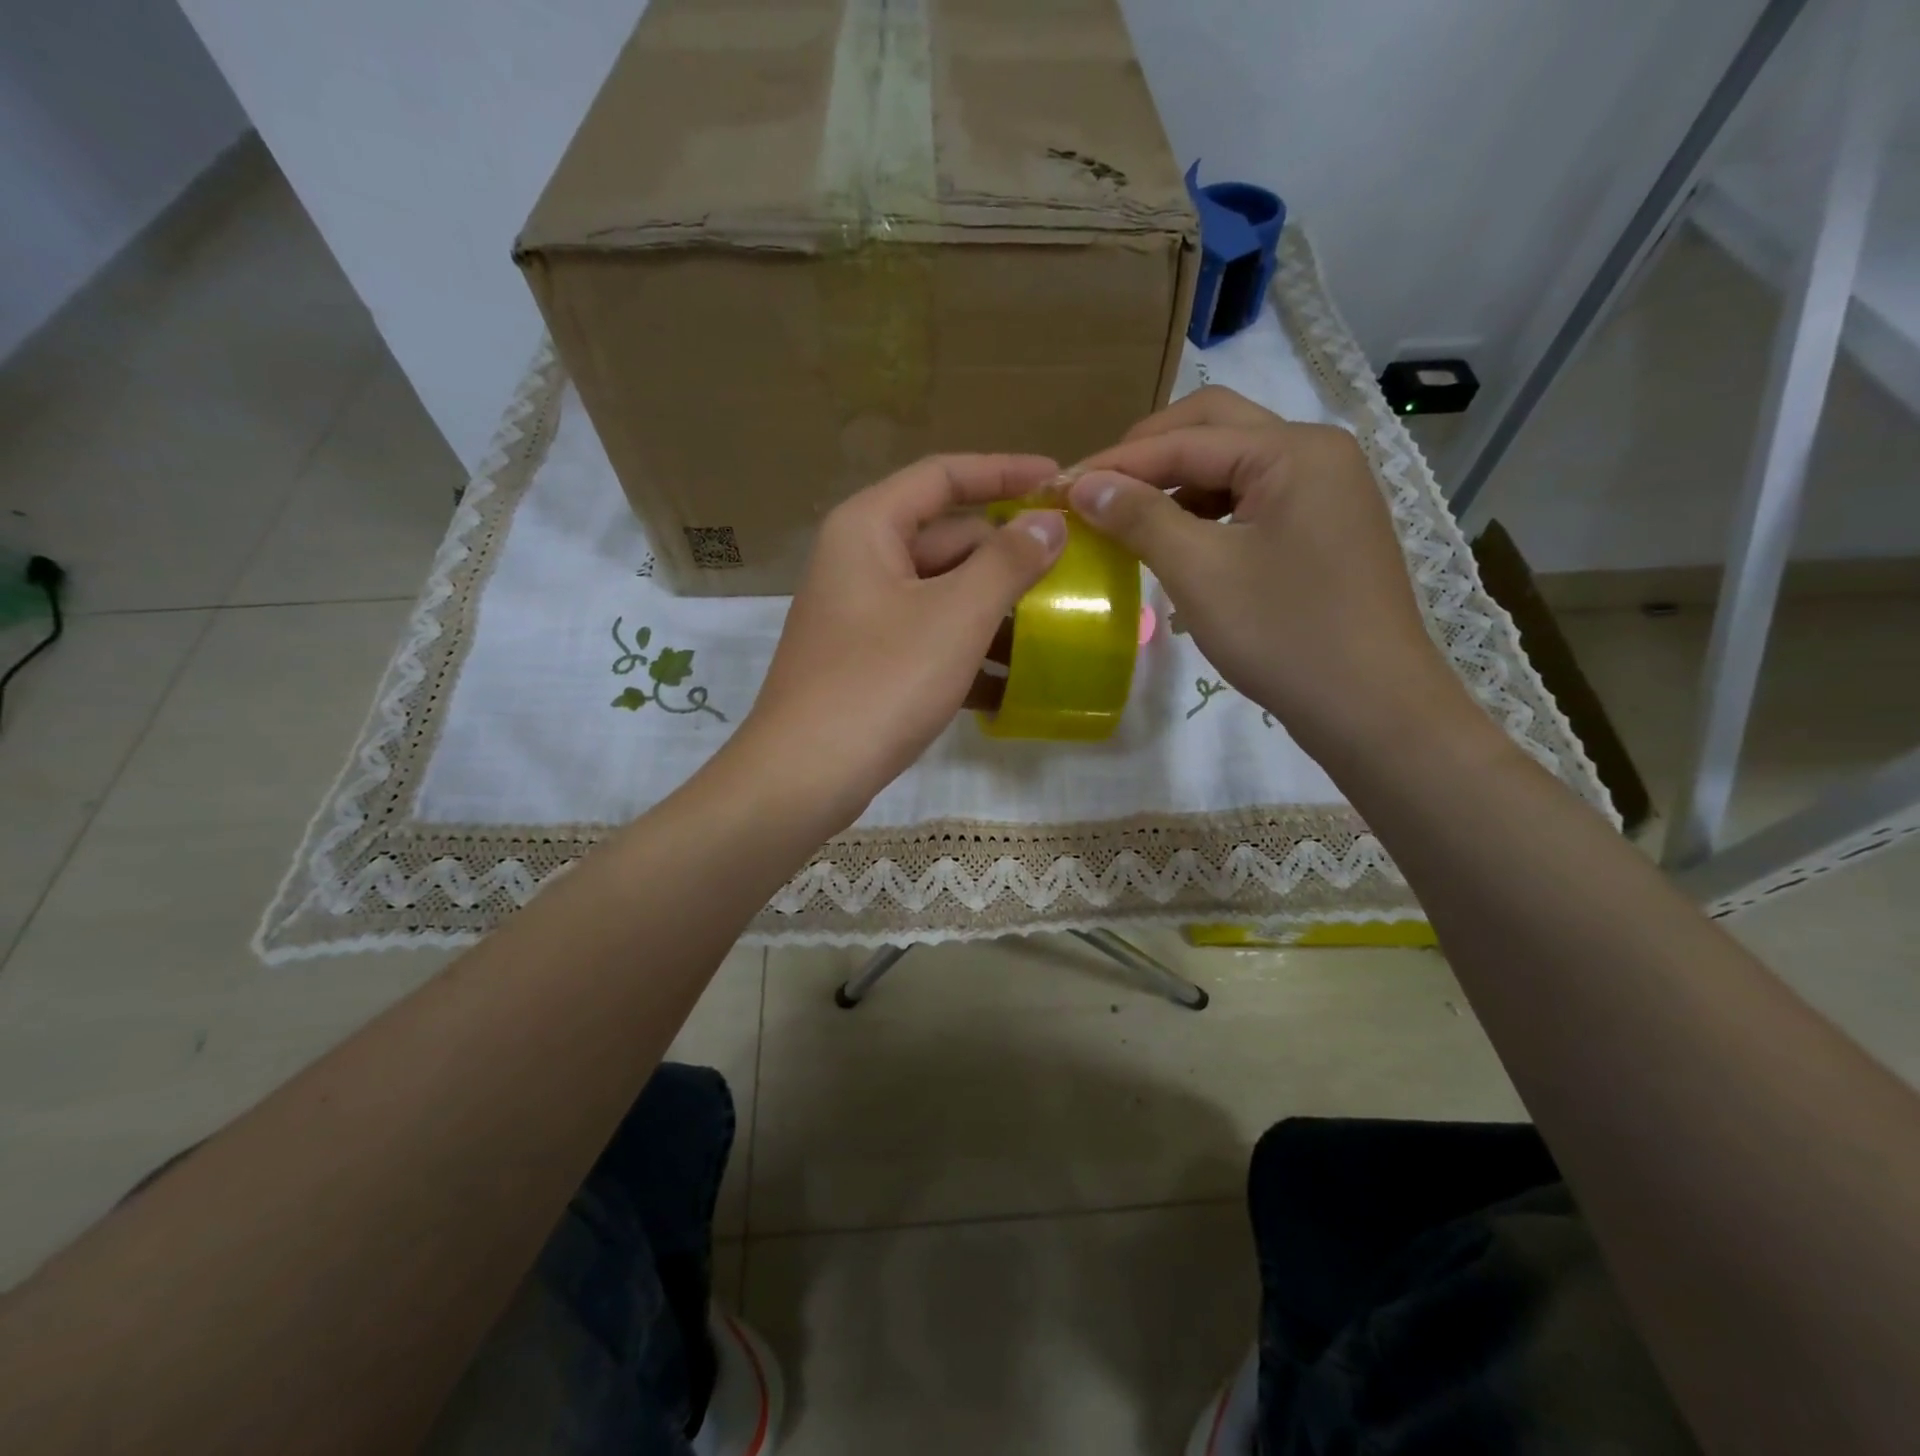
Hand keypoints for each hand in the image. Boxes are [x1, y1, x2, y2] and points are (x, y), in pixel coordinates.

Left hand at [738, 453, 1066, 824]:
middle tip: (1070, 570)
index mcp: (869, 528)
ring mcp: (861, 615)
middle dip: (1007, 558)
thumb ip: (1007, 562)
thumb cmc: (881, 681)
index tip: (1059, 482)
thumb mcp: (955, 616)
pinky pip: (927, 640)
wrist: (806, 775)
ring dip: (994, 613)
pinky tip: (1011, 687)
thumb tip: (1048, 521)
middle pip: (946, 540)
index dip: (1004, 472)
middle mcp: (860, 561)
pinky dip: (966, 655)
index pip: (943, 476)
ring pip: (941, 596)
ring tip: (1055, 632)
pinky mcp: (867, 661)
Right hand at [1070, 387, 1477, 769]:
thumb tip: (1082, 484)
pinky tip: (1173, 542)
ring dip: (1175, 484)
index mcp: (1294, 450)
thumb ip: (1139, 517)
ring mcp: (1324, 492)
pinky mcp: (1321, 530)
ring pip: (1232, 467)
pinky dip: (1204, 514)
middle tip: (1095, 489)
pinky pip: (1250, 502)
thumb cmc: (1285, 635)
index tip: (1057, 487)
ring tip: (1125, 516)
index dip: (1115, 463)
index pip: (1186, 439)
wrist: (1372, 709)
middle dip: (1148, 456)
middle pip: (1214, 430)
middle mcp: (1316, 454)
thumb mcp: (1200, 572)